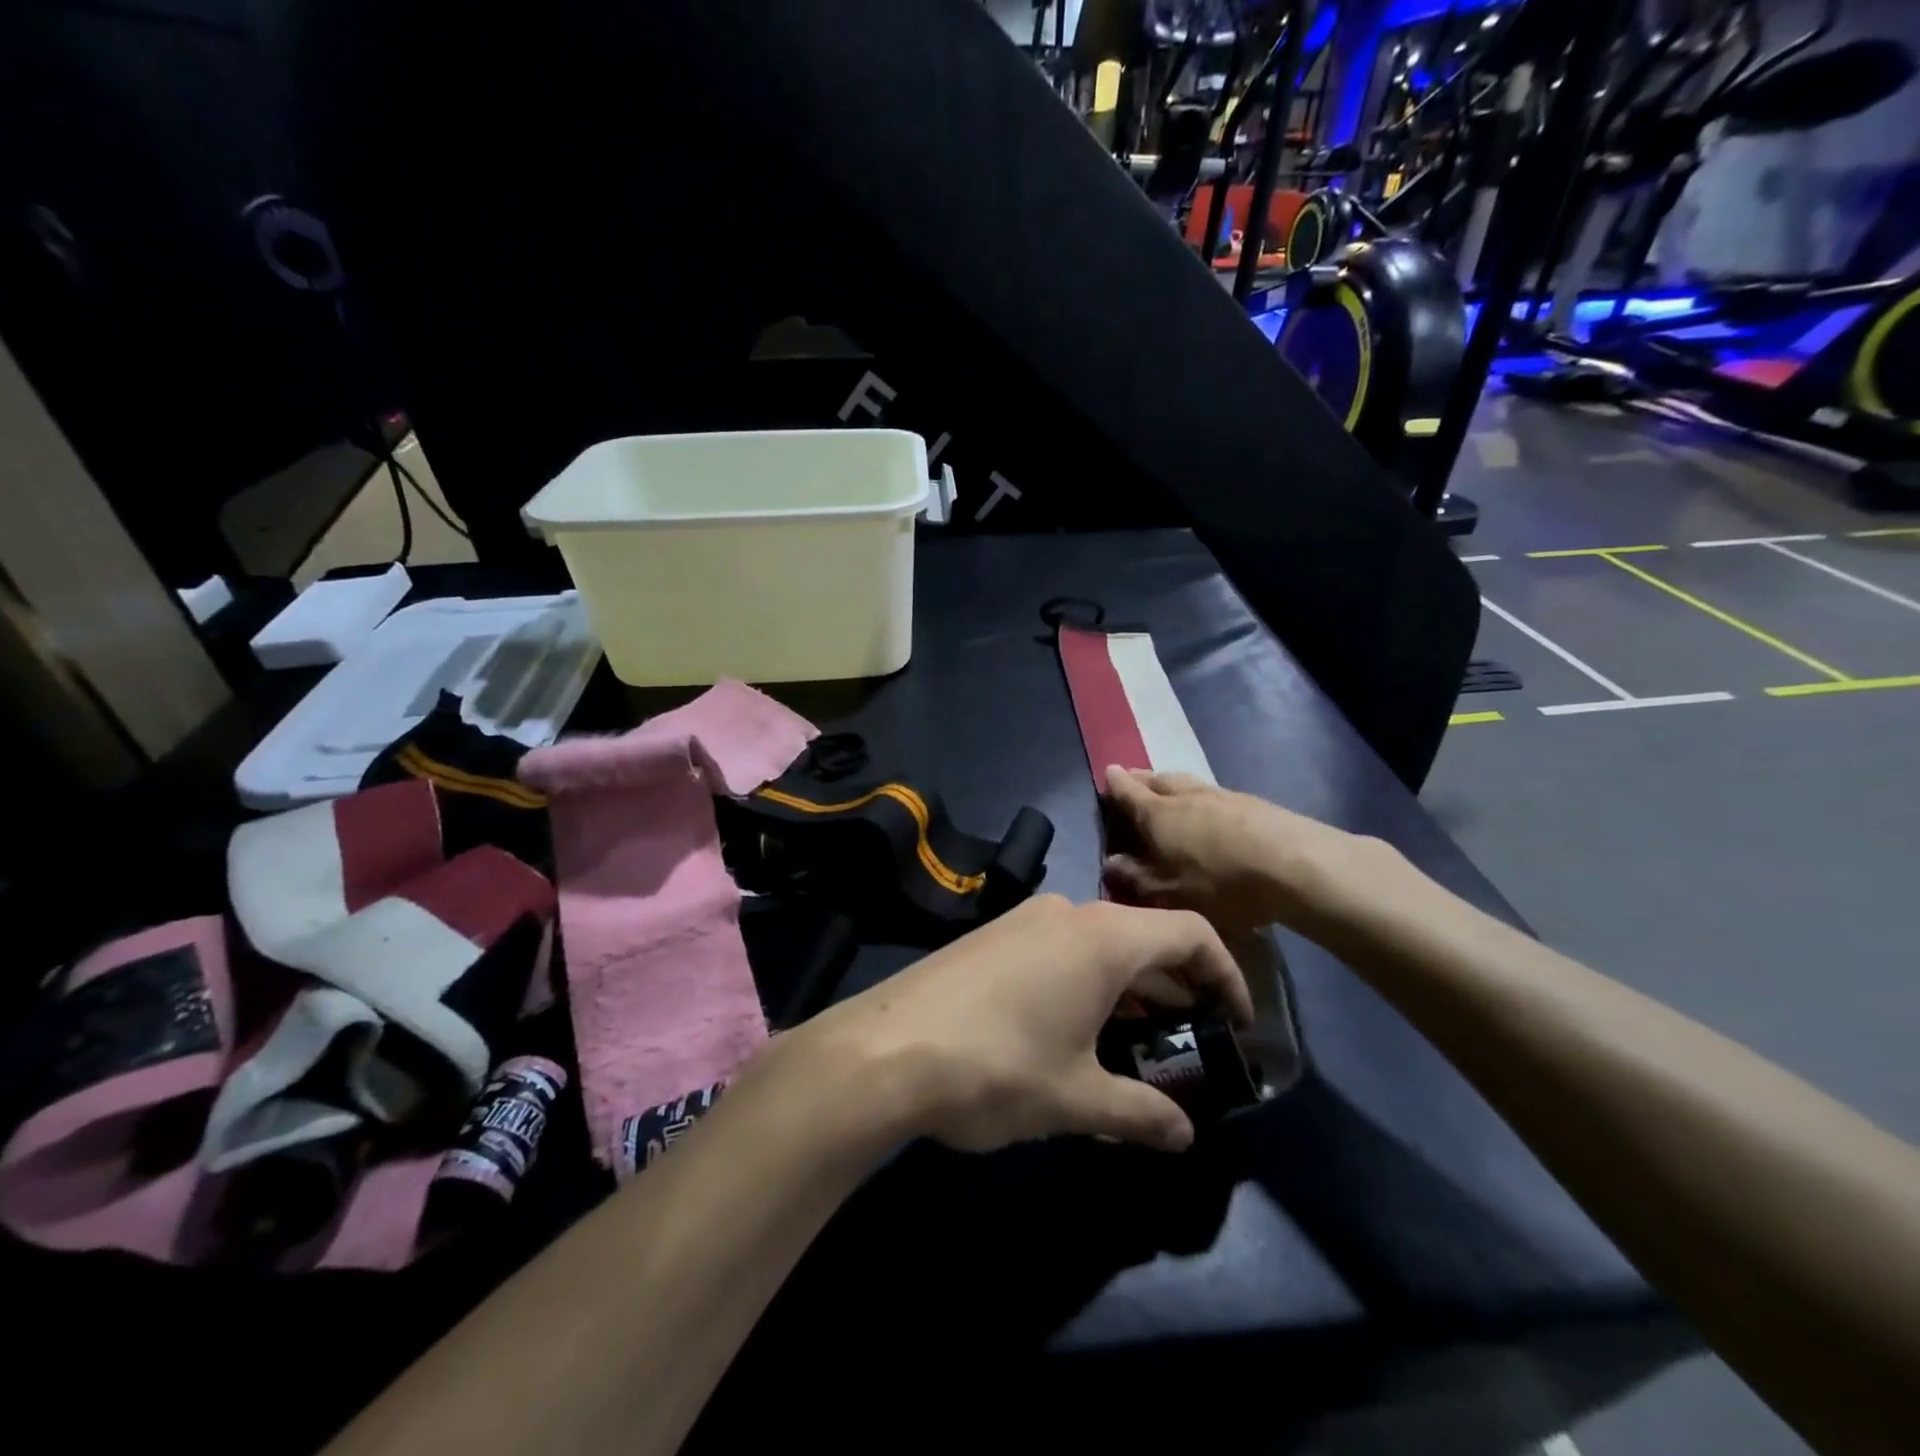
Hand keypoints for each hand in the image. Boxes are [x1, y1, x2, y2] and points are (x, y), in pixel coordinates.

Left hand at [796, 895, 1252, 1155]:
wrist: (885, 1051)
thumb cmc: (998, 1067)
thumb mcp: (1077, 1099)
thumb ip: (1140, 1114)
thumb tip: (1182, 1135)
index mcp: (1103, 937)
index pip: (1190, 933)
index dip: (1226, 974)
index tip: (1236, 1022)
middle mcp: (1067, 913)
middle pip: (1144, 935)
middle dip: (1176, 984)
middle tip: (1193, 1037)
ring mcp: (1024, 919)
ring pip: (1099, 942)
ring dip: (1129, 985)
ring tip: (1139, 1039)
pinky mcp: (992, 936)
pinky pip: (1060, 947)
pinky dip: (1088, 980)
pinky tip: (1077, 1029)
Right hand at [1101, 766, 1401, 936]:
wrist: (1296, 866)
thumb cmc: (1221, 883)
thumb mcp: (1168, 893)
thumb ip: (1135, 877)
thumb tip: (1110, 862)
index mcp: (1158, 814)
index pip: (1129, 792)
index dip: (1115, 784)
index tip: (1107, 773)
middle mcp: (1186, 796)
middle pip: (1159, 779)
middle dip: (1142, 779)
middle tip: (1133, 779)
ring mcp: (1222, 796)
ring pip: (1188, 783)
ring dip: (1172, 784)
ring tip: (1167, 790)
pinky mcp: (1253, 804)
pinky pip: (1214, 794)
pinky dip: (1201, 798)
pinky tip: (1209, 811)